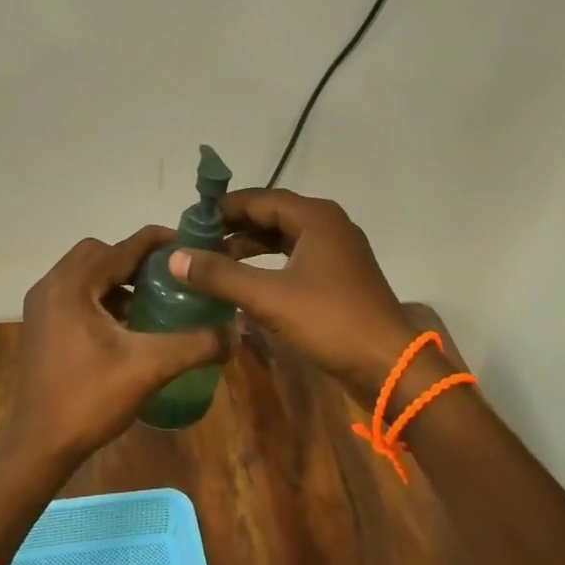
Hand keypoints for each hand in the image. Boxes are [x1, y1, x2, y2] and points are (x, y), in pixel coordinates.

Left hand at [4, 226, 228, 467]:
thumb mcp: (149, 368)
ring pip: (85, 272)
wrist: (36, 447)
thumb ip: (194, 345)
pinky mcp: (40, 324)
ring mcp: (41, 305)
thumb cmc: (88, 400)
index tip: (191, 244)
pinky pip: (75, 293)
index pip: (123, 247)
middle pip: (100, 252)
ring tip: (151, 299)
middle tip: (168, 276)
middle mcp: (52, 285)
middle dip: (135, 259)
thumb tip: (235, 332)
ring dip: (117, 278)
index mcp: (73, 285)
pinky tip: (124, 324)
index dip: (159, 242)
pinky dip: (101, 296)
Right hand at [168, 189, 425, 397]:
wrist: (390, 366)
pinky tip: (247, 282)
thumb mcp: (268, 297)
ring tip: (215, 261)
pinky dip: (269, 264)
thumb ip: (220, 275)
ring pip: (284, 238)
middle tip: (198, 241)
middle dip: (234, 227)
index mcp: (315, 217)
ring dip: (251, 246)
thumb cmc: (330, 321)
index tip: (190, 221)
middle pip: (272, 215)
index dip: (223, 208)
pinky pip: (296, 258)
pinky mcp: (340, 277)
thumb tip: (174, 257)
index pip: (259, 199)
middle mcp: (328, 225)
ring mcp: (338, 252)